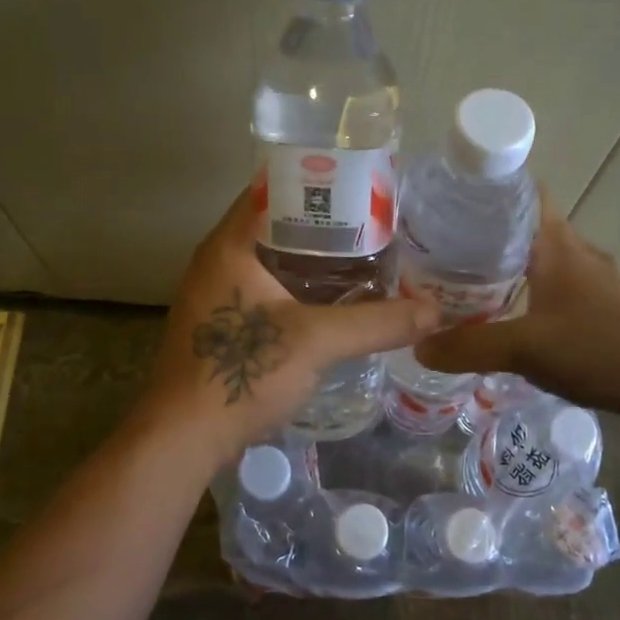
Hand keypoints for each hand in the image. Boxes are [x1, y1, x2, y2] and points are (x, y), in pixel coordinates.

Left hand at [136, 188, 439, 466]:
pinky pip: (267, 292)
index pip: (273, 188)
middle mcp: (218, 261)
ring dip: (314, 261)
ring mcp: (217, 296)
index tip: (363, 186)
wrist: (183, 438)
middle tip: (376, 226)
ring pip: (273, 262)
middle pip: (277, 226)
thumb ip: (377, 322)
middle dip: (325, 226)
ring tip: (365, 260)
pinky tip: (334, 304)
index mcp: (230, 245)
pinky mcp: (222, 326)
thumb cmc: (241, 372)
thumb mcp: (316, 341)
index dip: (318, 181)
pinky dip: (300, 290)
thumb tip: (436, 311)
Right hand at [414, 205, 619, 423]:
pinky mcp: (604, 309)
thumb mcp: (527, 349)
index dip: (484, 190)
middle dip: (483, 235)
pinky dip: (527, 295)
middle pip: (524, 228)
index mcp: (556, 244)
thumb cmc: (603, 349)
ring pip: (540, 261)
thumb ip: (469, 346)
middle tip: (438, 253)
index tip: (444, 202)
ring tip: (463, 287)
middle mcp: (576, 253)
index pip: (520, 192)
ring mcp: (594, 282)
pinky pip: (554, 290)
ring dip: (506, 268)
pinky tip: (509, 322)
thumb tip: (417, 345)